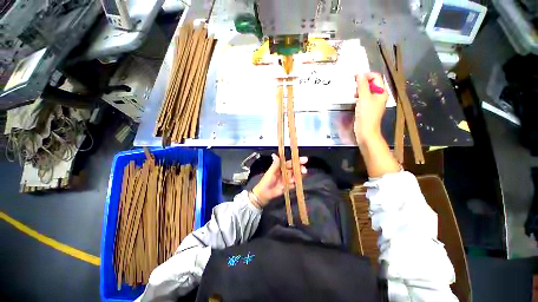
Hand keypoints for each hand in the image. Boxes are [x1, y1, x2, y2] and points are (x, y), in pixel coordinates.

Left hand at [250, 154, 307, 208]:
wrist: (264, 193)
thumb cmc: (266, 181)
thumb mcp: (271, 172)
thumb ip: (275, 164)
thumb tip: (274, 154)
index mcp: (281, 167)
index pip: (290, 162)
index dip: (297, 161)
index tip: (305, 159)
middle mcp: (285, 172)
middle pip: (294, 169)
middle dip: (300, 169)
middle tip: (304, 170)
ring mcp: (287, 179)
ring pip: (295, 176)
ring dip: (297, 177)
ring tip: (294, 180)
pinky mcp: (288, 186)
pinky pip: (293, 184)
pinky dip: (294, 184)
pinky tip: (292, 185)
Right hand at [354, 73, 388, 143]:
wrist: (366, 130)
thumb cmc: (366, 114)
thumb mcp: (364, 98)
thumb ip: (362, 85)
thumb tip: (359, 74)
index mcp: (382, 92)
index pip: (376, 77)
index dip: (366, 75)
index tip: (354, 77)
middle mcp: (379, 95)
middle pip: (371, 83)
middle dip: (362, 82)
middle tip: (353, 86)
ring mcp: (373, 102)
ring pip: (367, 90)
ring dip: (360, 89)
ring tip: (353, 94)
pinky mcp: (368, 108)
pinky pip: (364, 98)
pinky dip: (359, 96)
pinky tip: (354, 99)